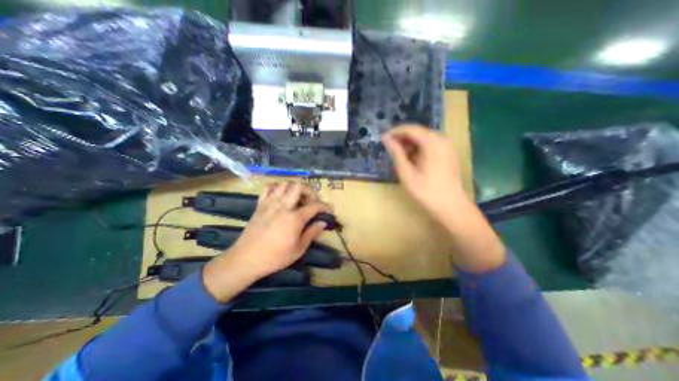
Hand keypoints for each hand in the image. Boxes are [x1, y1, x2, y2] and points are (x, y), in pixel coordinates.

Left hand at [201, 181, 328, 303]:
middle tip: (312, 201)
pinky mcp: (260, 205)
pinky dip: (277, 189)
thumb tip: (323, 222)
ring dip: (294, 188)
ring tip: (297, 199)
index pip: (315, 205)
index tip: (328, 211)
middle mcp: (283, 206)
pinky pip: (269, 189)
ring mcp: (270, 204)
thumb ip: (312, 232)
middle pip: (299, 186)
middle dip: (310, 191)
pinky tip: (280, 198)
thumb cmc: (275, 257)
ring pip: (284, 184)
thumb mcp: (299, 249)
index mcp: (295, 218)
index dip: (325, 206)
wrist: (246, 259)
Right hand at [380, 125, 502, 273]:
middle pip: (418, 132)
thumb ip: (397, 154)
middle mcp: (442, 140)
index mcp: (432, 143)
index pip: (410, 129)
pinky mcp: (449, 154)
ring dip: (410, 144)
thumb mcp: (407, 173)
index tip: (383, 138)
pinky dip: (419, 149)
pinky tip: (412, 160)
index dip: (394, 132)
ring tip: (399, 156)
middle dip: (402, 139)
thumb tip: (387, 140)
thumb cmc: (426, 191)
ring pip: (424, 138)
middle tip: (390, 149)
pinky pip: (431, 145)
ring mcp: (447, 146)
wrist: (451, 207)